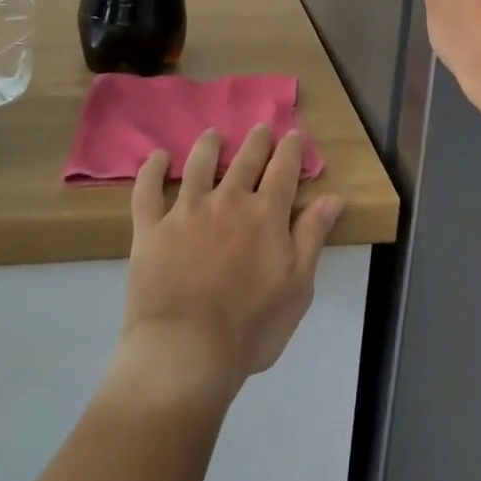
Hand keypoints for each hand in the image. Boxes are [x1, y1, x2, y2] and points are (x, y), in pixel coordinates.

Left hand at [107, 127, 342, 409]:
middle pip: (245, 159)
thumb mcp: (298, 287)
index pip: (283, 169)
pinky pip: (147, 190)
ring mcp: (186, 212)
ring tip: (212, 134)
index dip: (290, 148)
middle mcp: (228, 201)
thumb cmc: (250, 328)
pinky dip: (151, 170)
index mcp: (266, 214)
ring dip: (208, 146)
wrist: (184, 353)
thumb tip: (333, 198)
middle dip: (256, 140)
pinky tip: (156, 157)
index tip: (292, 134)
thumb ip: (312, 237)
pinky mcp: (151, 229)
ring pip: (199, 165)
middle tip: (260, 127)